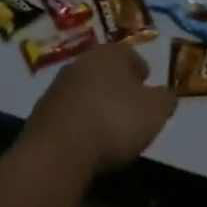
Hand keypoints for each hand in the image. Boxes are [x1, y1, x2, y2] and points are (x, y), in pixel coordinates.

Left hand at [20, 43, 176, 175]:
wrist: (57, 152)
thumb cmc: (114, 122)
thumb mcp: (155, 112)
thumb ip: (166, 99)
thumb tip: (167, 94)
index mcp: (111, 54)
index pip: (130, 55)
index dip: (140, 71)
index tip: (146, 86)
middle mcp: (82, 62)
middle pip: (104, 69)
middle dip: (116, 84)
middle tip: (127, 104)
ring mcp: (57, 86)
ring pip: (83, 89)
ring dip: (94, 102)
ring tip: (105, 126)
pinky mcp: (39, 113)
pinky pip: (67, 112)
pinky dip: (76, 121)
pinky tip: (83, 141)